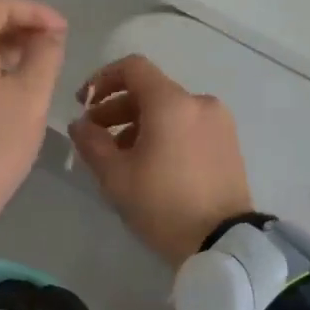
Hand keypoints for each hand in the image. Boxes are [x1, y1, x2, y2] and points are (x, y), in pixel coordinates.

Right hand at [68, 55, 253, 264]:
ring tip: (122, 158)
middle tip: (96, 137)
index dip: (102, 79)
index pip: (133, 68)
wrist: (222, 242)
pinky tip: (152, 165)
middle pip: (151, 90)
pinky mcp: (230, 144)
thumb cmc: (163, 205)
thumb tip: (80, 124)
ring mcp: (219, 123)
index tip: (84, 104)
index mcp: (172, 103)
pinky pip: (189, 126)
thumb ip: (91, 142)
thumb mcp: (116, 177)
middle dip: (118, 108)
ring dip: (141, 124)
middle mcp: (200, 103)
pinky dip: (166, 134)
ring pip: (171, 110)